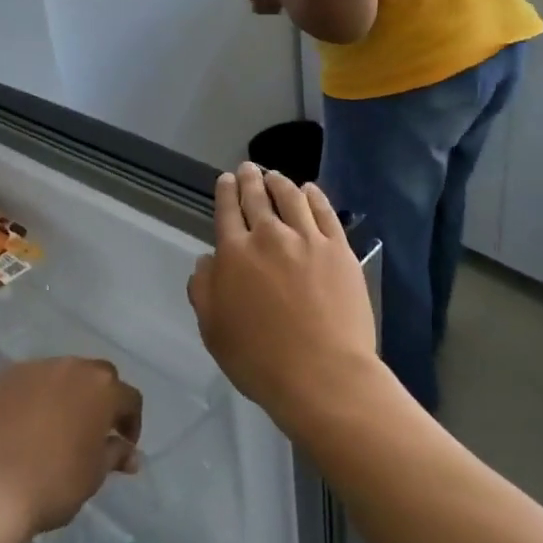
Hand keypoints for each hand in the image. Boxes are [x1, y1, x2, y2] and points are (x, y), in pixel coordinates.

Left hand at [0, 358, 141, 536]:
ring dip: (69, 393)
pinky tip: (29, 419)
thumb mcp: (94, 474)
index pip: (129, 398)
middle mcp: (74, 367)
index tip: (124, 444)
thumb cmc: (55, 483)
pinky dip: (38, 394)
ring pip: (64, 374)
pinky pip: (33, 380)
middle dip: (102, 399)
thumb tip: (130, 453)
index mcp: (103, 389)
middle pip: (98, 376)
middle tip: (95, 428)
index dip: (131, 421)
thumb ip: (115, 454)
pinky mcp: (9, 375)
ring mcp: (39, 368)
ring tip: (60, 422)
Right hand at [187, 164, 382, 436]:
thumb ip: (204, 289)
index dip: (225, 192)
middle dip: (250, 179)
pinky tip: (310, 190)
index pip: (226, 211)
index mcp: (234, 254)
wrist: (322, 374)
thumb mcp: (213, 330)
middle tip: (248, 168)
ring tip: (276, 176)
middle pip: (257, 198)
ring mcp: (307, 239)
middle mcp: (268, 236)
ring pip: (291, 197)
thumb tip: (208, 260)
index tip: (226, 179)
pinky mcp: (339, 249)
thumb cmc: (259, 359)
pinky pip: (325, 212)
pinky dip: (315, 196)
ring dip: (280, 182)